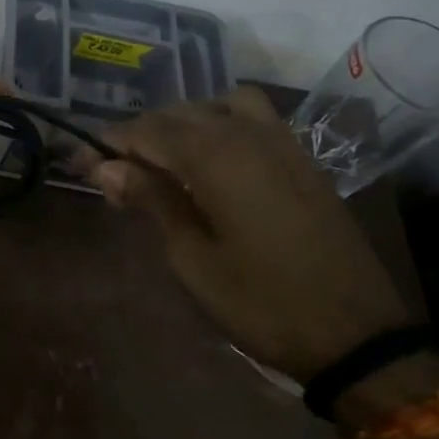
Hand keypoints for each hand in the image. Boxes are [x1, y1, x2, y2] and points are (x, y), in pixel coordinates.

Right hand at [94, 89, 417, 383]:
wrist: (357, 333)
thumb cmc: (261, 301)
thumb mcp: (192, 259)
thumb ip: (152, 202)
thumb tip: (107, 167)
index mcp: (215, 157)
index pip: (146, 131)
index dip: (109, 144)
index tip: (81, 163)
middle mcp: (247, 135)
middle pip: (179, 113)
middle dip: (140, 134)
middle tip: (115, 172)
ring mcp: (282, 143)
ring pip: (220, 105)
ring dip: (185, 121)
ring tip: (165, 158)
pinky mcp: (302, 160)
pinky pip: (254, 118)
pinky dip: (222, 123)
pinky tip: (212, 160)